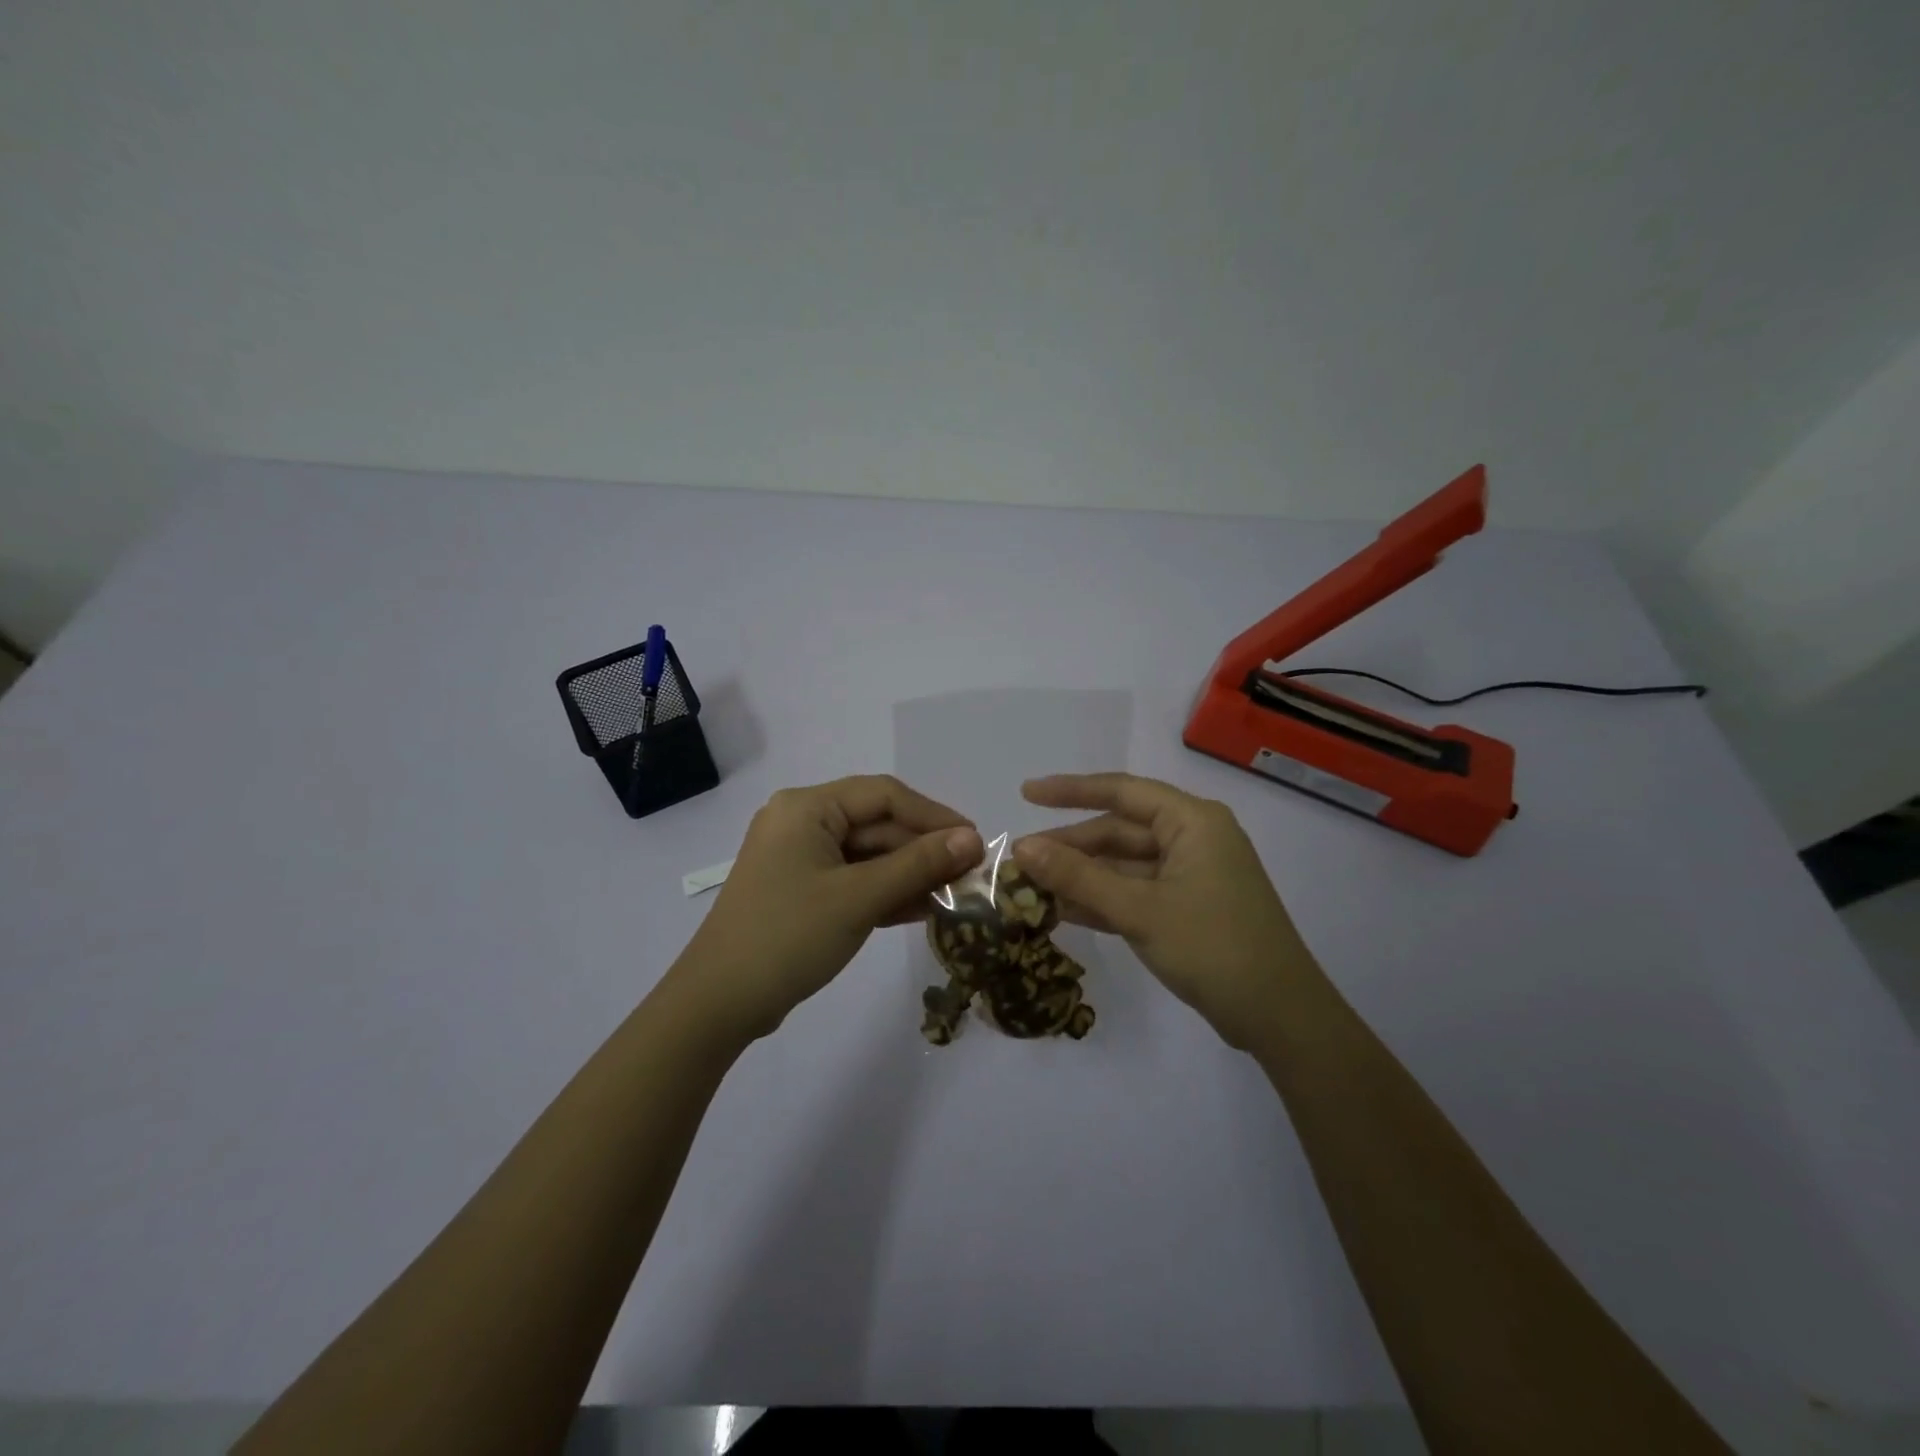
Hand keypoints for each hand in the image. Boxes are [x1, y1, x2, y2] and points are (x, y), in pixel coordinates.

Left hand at [670, 776, 983, 1043]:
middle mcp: (802, 823)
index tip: (974, 840)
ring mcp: (801, 859)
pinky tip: (925, 909)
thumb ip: (918, 864)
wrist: (718, 1005)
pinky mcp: (803, 892)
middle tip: (971, 875)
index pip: (884, 795)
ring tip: (957, 896)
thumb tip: (973, 839)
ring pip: (870, 856)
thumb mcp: (859, 898)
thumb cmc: (788, 937)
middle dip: (924, 850)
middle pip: (877, 825)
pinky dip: (887, 893)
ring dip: (911, 874)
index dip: (934, 815)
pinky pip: (855, 880)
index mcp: (807, 808)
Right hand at [1012, 773, 1319, 1048]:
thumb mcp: (1139, 909)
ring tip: (1030, 888)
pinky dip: (1102, 900)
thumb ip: (1079, 877)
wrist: (1280, 1017)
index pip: (1121, 792)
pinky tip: (1062, 911)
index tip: (1025, 793)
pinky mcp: (1188, 908)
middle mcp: (1193, 838)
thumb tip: (1022, 848)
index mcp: (1192, 821)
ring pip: (1124, 865)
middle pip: (1119, 831)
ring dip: (1082, 877)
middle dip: (1070, 846)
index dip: (1070, 790)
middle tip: (1019, 861)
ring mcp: (1191, 876)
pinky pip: (1135, 892)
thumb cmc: (1213, 947)